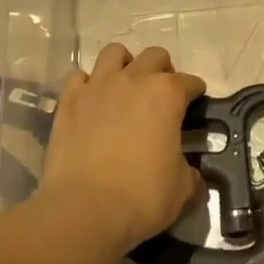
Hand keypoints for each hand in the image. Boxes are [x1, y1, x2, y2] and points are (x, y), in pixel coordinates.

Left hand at [42, 44, 205, 250]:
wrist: (85, 209)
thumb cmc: (142, 196)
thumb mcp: (181, 188)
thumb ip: (190, 174)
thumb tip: (193, 176)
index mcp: (167, 95)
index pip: (189, 81)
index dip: (195, 92)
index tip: (195, 103)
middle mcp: (134, 80)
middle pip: (154, 56)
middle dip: (162, 70)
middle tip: (161, 94)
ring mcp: (97, 86)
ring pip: (114, 53)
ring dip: (124, 65)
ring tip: (125, 86)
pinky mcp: (68, 101)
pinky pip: (79, 77)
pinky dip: (87, 84)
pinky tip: (92, 101)